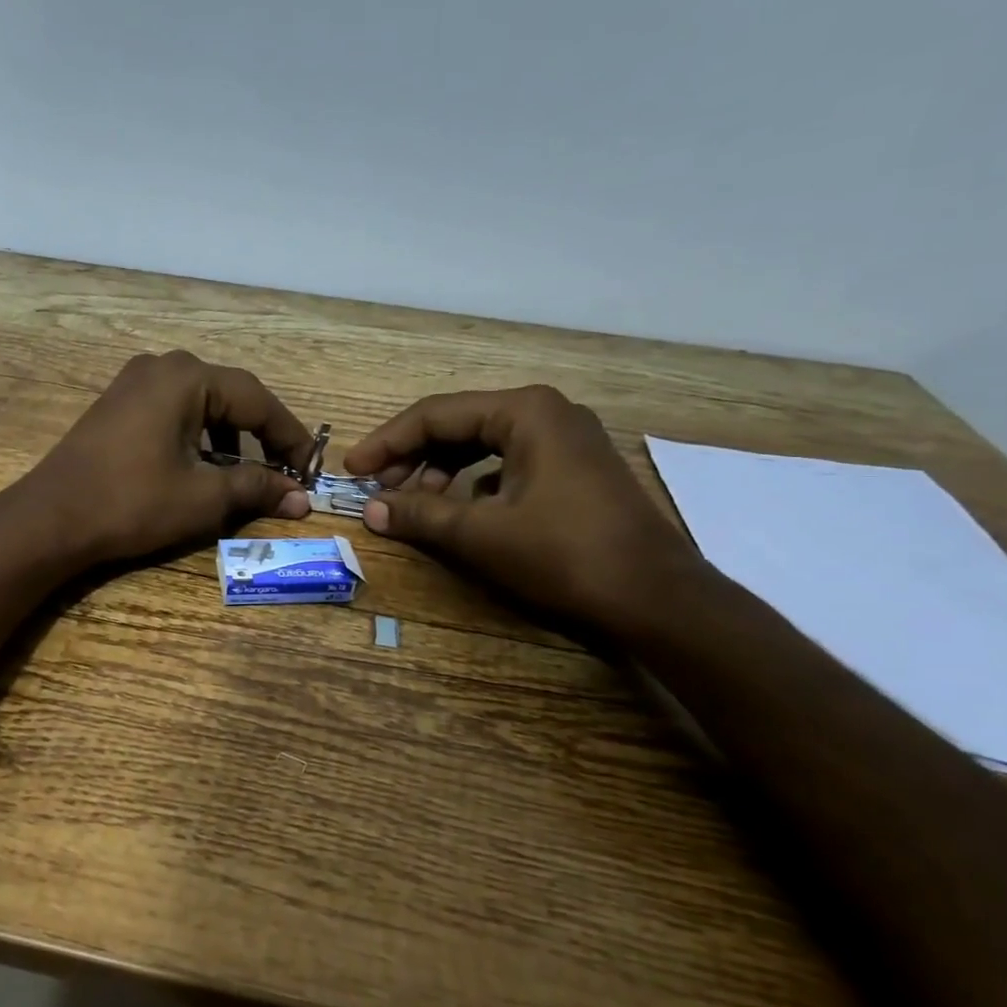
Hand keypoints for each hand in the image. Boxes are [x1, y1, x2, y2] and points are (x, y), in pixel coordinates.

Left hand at [20, 351, 312, 564]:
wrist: (51, 519)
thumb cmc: (133, 503)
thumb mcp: (203, 497)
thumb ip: (257, 488)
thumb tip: (300, 498)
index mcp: (188, 378)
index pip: (258, 400)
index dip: (290, 437)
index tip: (311, 469)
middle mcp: (162, 367)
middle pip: (230, 397)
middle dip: (261, 435)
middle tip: (284, 470)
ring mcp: (133, 383)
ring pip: (201, 404)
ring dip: (229, 438)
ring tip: (244, 474)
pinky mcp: (117, 404)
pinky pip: (172, 411)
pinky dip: (197, 436)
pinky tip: (200, 467)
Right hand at [342, 385, 703, 631]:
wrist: (654, 595)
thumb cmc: (564, 554)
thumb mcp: (481, 534)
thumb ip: (419, 514)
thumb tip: (370, 509)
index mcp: (524, 411)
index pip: (435, 415)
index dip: (387, 443)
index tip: (352, 471)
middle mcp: (545, 412)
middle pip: (458, 425)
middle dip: (412, 458)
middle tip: (379, 491)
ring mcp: (564, 439)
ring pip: (481, 445)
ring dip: (440, 472)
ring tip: (413, 504)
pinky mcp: (573, 469)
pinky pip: (505, 463)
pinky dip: (472, 484)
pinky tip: (459, 512)